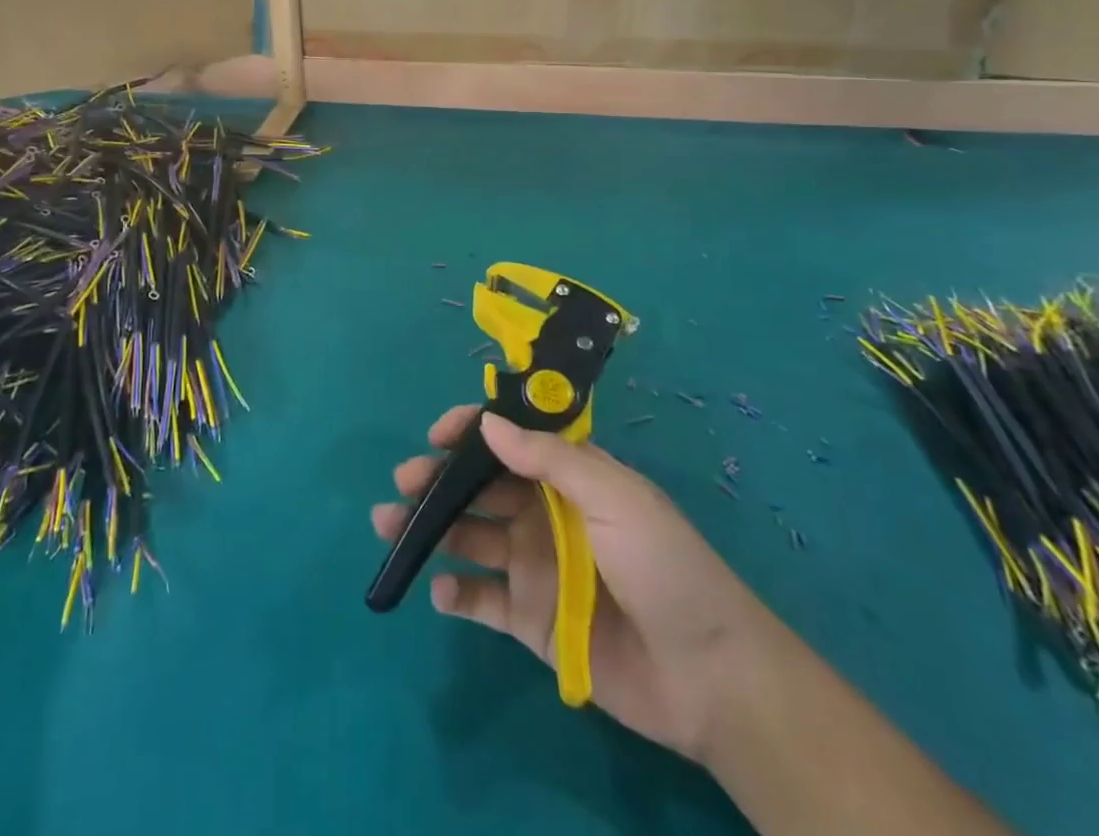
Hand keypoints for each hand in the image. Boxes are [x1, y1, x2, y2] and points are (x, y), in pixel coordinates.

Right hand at [372, 406, 762, 760]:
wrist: (707, 676)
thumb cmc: (662, 565)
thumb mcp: (613, 496)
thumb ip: (548, 459)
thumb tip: (489, 422)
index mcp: (569, 477)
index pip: (512, 440)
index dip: (473, 431)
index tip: (437, 434)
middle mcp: (545, 514)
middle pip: (481, 487)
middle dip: (440, 478)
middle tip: (405, 481)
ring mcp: (535, 567)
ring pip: (471, 537)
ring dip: (432, 528)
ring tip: (391, 524)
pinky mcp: (530, 619)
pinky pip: (482, 599)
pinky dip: (456, 593)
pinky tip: (440, 590)